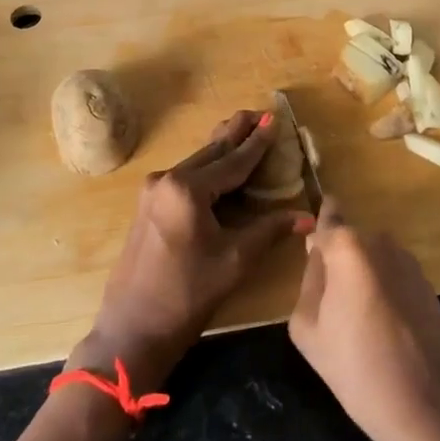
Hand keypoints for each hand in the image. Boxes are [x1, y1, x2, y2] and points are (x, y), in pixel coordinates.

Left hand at [73, 110, 312, 389]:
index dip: (257, 143)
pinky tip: (217, 166)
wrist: (133, 328)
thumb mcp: (234, 260)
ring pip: (196, 164)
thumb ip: (269, 230)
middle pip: (211, 153)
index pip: (233, 161)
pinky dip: (205, 169)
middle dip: (235, 134)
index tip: (272, 119)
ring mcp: (152, 192)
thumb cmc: (187, 295)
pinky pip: (184, 179)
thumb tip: (306, 217)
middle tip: (255, 112)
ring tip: (239, 129)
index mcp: (188, 188)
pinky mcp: (147, 207)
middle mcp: (167, 180)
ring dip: (220, 150)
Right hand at [288, 197, 439, 440]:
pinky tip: (382, 333)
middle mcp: (382, 242)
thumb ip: (309, 280)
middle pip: (349, 241)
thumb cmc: (357, 369)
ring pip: (372, 260)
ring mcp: (410, 262)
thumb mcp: (307, 327)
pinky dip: (384, 293)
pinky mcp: (429, 285)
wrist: (428, 409)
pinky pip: (393, 277)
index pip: (327, 217)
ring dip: (362, 278)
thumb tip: (319, 259)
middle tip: (329, 307)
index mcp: (348, 246)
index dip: (318, 230)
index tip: (311, 249)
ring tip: (357, 325)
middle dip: (338, 262)